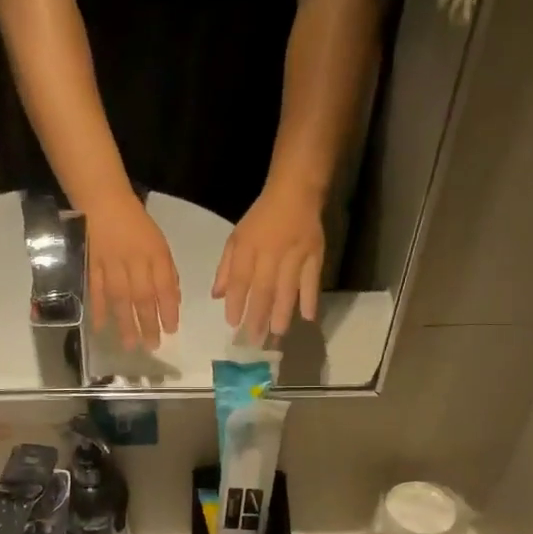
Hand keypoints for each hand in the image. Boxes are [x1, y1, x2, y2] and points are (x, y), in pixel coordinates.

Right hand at [85, 197, 180, 350]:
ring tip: (130, 344)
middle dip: (148, 323)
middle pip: (142, 296)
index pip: (163, 286)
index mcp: (154, 254)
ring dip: (125, 322)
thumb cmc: (136, 225)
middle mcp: (134, 261)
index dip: (168, 310)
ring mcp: (111, 264)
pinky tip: (101, 327)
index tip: (171, 331)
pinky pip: (96, 289)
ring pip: (119, 297)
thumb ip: (167, 272)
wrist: (104, 202)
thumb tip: (173, 300)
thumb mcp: (159, 244)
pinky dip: (98, 309)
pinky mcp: (92, 265)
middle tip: (152, 346)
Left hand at [213, 185, 324, 342]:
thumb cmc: (262, 218)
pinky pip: (312, 279)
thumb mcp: (237, 237)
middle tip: (253, 341)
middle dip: (257, 316)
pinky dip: (310, 298)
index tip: (232, 324)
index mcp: (248, 246)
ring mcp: (295, 254)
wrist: (296, 192)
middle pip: (263, 288)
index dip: (235, 302)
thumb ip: (226, 267)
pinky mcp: (315, 254)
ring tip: (277, 334)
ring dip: (282, 312)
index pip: (240, 278)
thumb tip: (217, 296)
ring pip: (287, 288)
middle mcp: (270, 252)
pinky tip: (308, 317)